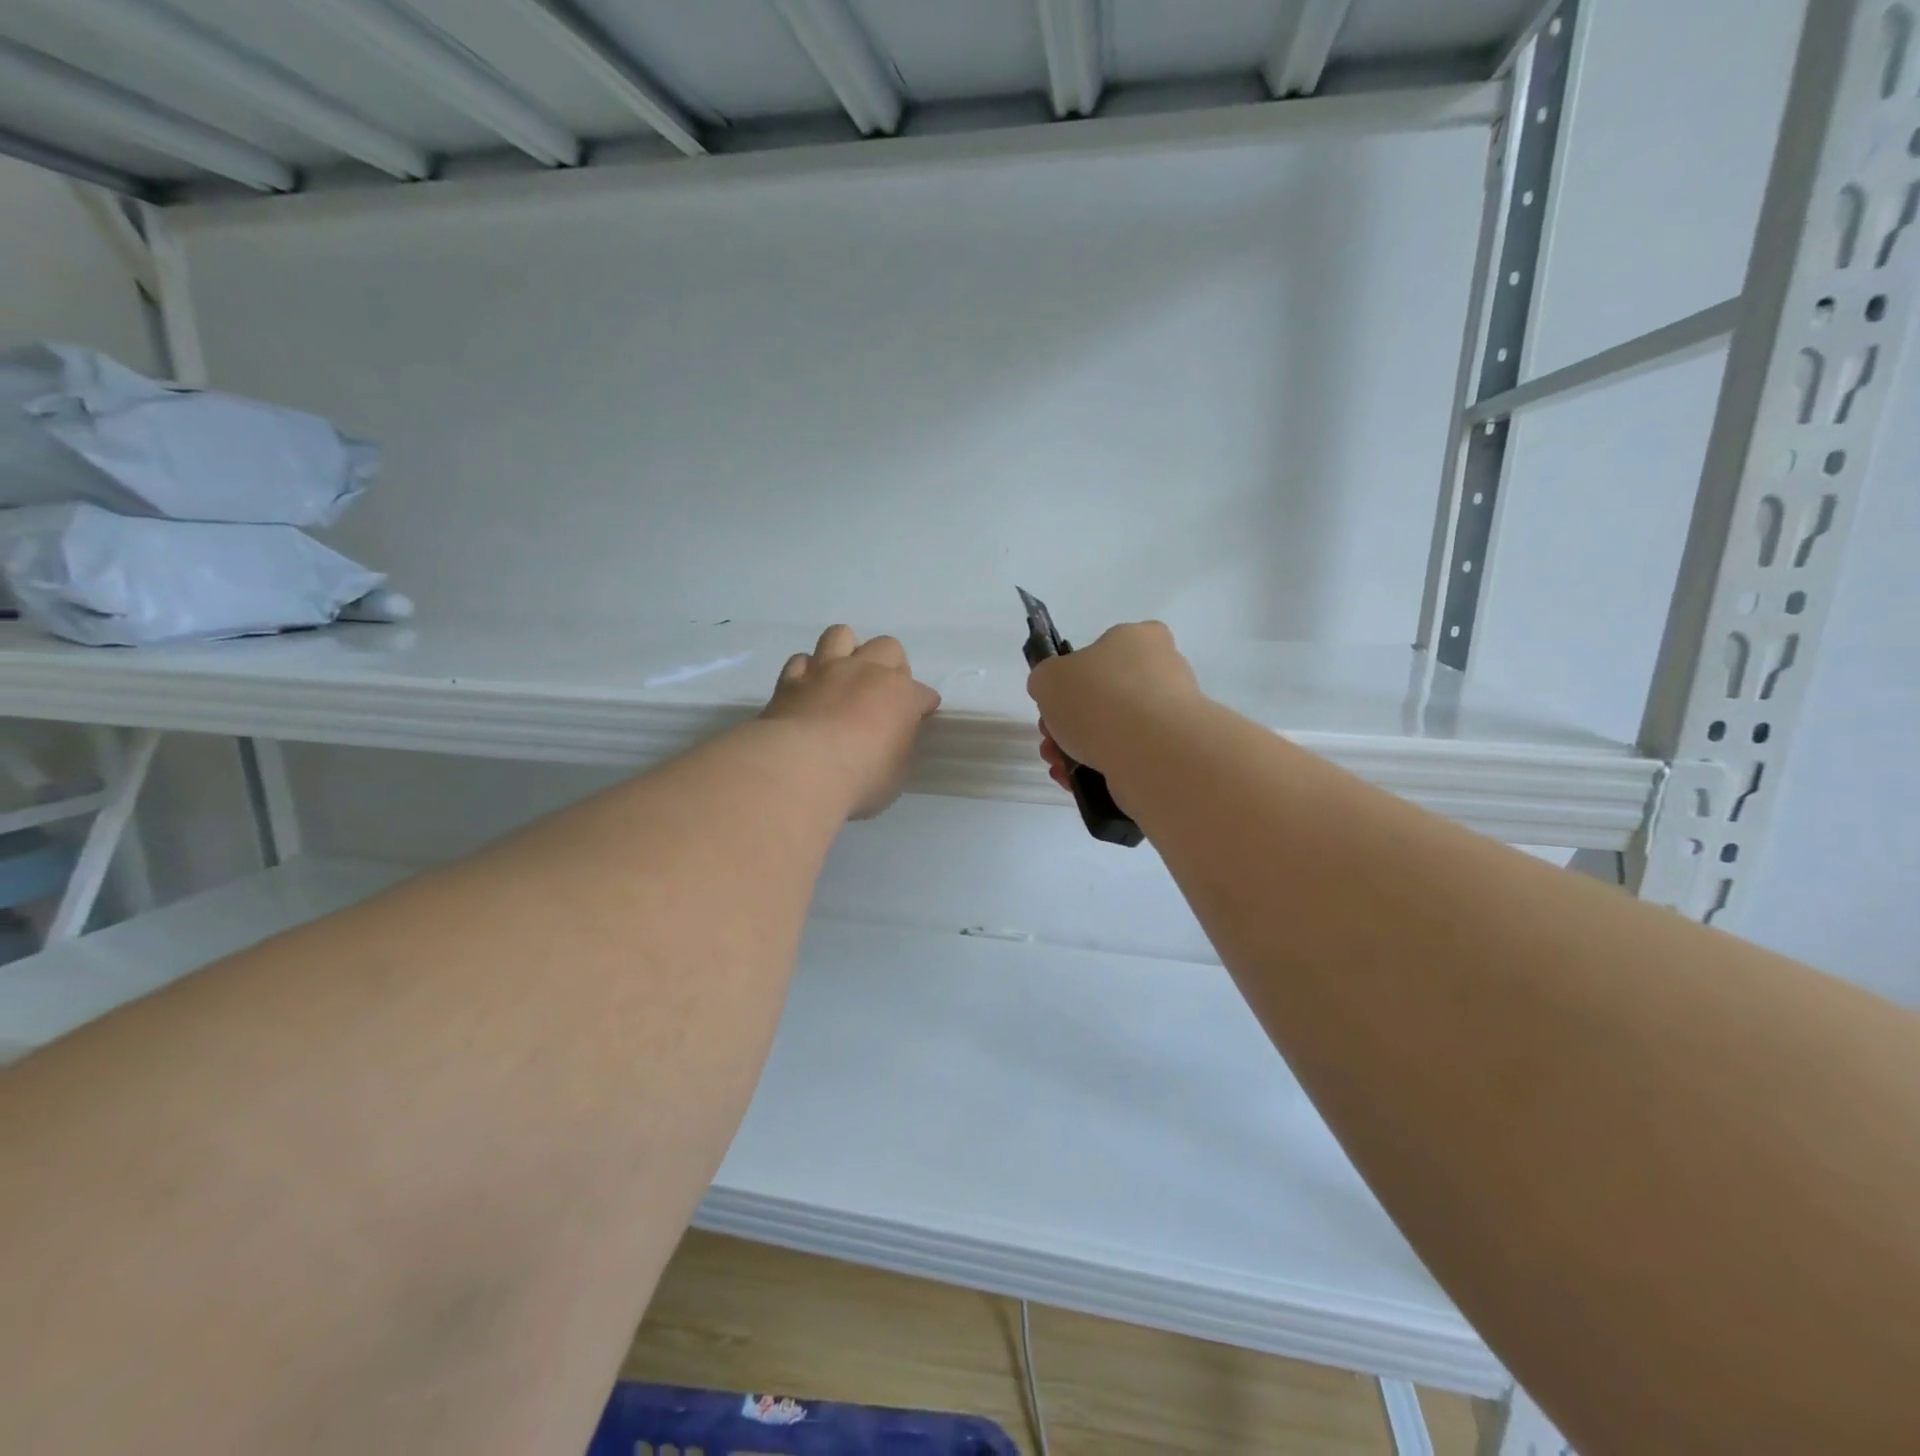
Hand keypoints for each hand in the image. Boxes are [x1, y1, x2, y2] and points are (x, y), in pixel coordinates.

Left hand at [761, 625, 940, 818]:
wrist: (803, 767)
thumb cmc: (861, 777)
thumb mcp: (897, 770)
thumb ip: (899, 745)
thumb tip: (895, 736)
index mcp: (901, 694)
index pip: (923, 693)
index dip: (923, 704)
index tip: (920, 716)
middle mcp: (866, 671)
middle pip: (888, 647)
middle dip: (891, 664)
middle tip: (884, 691)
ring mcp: (826, 671)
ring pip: (840, 635)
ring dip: (847, 649)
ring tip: (845, 673)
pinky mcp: (791, 680)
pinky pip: (801, 660)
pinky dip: (808, 670)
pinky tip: (809, 686)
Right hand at [1026, 620, 1200, 780]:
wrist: (1151, 752)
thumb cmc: (1098, 699)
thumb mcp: (1048, 678)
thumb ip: (1046, 680)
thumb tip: (1054, 693)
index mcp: (1140, 638)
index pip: (1104, 650)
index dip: (1071, 677)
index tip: (1053, 703)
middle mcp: (1163, 670)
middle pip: (1104, 695)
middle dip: (1068, 722)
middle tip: (1050, 740)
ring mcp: (1173, 714)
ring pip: (1114, 730)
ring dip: (1078, 749)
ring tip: (1060, 768)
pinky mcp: (1173, 752)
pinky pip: (1128, 756)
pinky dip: (1100, 768)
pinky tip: (1078, 782)